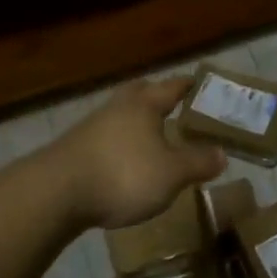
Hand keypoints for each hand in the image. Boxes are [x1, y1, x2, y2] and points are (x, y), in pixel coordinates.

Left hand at [46, 76, 226, 230]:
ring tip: (152, 138)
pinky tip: (124, 162)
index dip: (189, 85)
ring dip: (136, 122)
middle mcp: (118, 107)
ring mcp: (92, 127)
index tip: (202, 84)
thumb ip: (198, 162)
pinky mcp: (73, 149)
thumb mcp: (171, 174)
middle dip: (157, 96)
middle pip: (141, 92)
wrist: (54, 194)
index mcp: (145, 105)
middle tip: (175, 105)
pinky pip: (105, 137)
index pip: (172, 86)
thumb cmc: (122, 175)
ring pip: (121, 115)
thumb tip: (223, 154)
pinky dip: (119, 143)